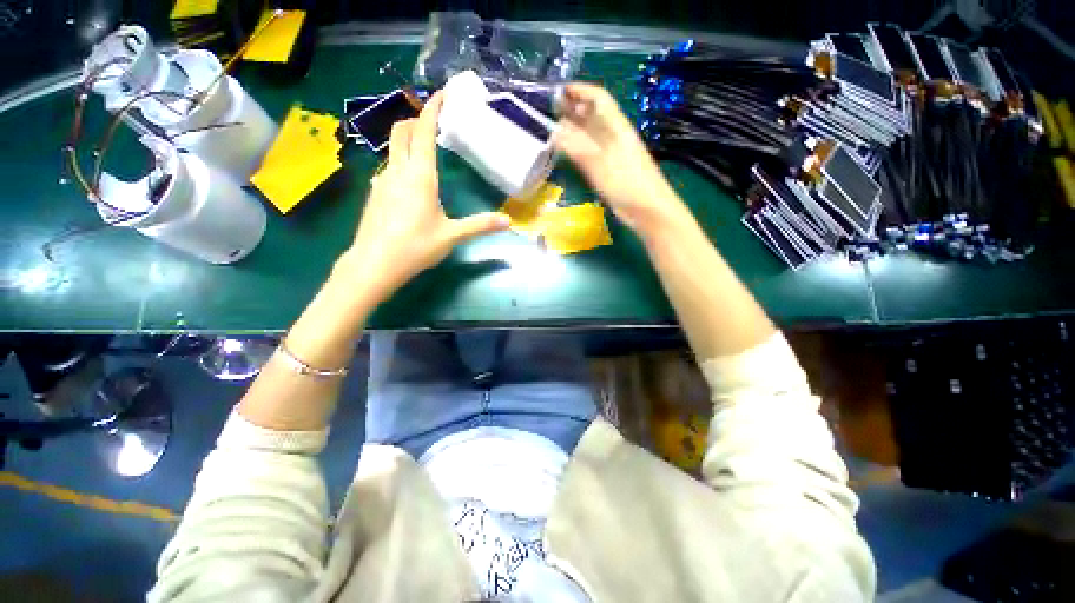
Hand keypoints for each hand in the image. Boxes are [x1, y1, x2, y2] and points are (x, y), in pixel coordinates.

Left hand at [339, 92, 509, 301]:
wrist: (374, 264)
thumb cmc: (415, 247)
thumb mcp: (452, 236)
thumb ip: (480, 225)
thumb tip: (508, 222)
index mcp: (420, 176)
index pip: (425, 130)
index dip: (433, 108)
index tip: (443, 93)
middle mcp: (398, 170)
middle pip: (402, 131)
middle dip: (418, 120)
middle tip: (436, 125)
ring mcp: (382, 180)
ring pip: (394, 148)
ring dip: (409, 142)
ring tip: (427, 153)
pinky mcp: (375, 193)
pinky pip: (389, 167)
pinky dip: (402, 162)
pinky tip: (411, 184)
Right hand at [553, 83, 690, 238]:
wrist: (648, 211)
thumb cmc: (628, 185)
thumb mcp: (601, 165)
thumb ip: (578, 148)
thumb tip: (555, 131)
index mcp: (616, 128)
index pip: (598, 99)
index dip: (580, 90)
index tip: (558, 90)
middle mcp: (614, 136)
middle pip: (593, 115)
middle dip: (572, 109)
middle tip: (548, 111)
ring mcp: (611, 154)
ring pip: (590, 135)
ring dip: (573, 130)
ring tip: (552, 130)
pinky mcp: (609, 171)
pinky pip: (590, 154)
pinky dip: (577, 150)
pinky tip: (566, 153)